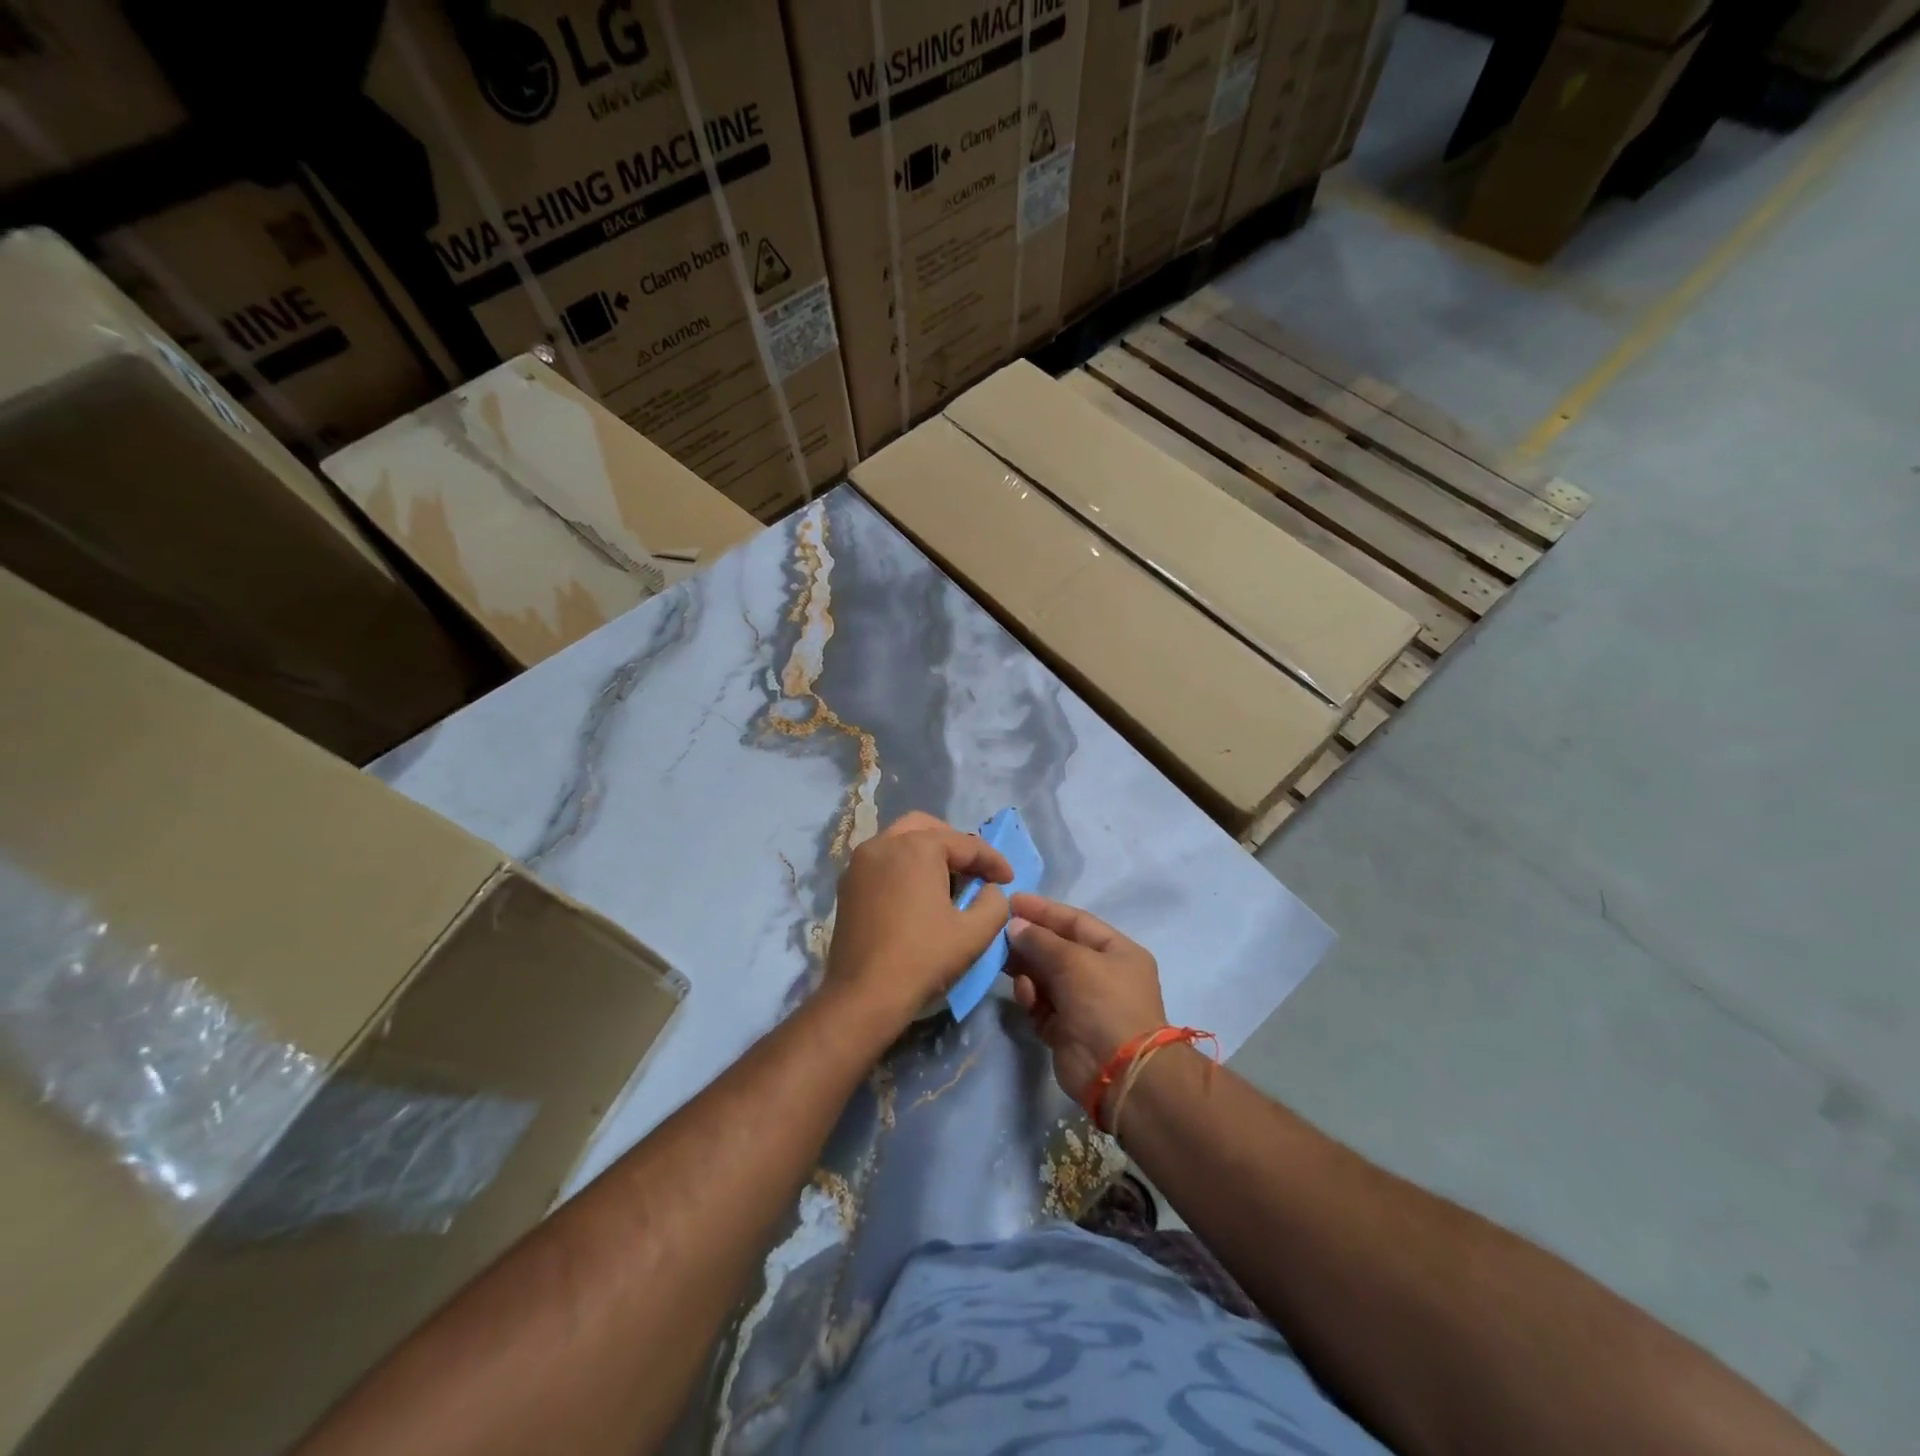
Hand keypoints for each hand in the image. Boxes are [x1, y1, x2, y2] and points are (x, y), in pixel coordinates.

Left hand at [824, 811, 1011, 1035]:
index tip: (1009, 880)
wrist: (864, 996)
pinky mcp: (847, 885)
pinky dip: (905, 867)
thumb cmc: (923, 959)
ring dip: (928, 854)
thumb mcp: (975, 933)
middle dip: (956, 846)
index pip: (965, 844)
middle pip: (928, 829)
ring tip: (949, 883)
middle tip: (976, 871)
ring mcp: (859, 863)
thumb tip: (991, 890)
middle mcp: (883, 843)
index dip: (992, 861)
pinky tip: (919, 895)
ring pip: (901, 841)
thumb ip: (995, 903)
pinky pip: (883, 862)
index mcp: (916, 847)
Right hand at [1006, 894, 1167, 1108]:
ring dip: (1027, 971)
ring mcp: (1084, 1004)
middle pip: (1058, 949)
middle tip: (998, 934)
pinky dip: (1032, 999)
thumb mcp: (1074, 960)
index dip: (1044, 911)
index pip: (1076, 922)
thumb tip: (1015, 926)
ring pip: (1046, 977)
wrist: (1118, 1073)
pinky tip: (1025, 996)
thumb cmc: (1104, 1003)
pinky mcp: (1066, 1030)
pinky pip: (1042, 1005)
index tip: (1012, 902)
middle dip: (1030, 942)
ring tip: (1007, 966)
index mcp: (1117, 952)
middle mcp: (1102, 975)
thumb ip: (1041, 940)